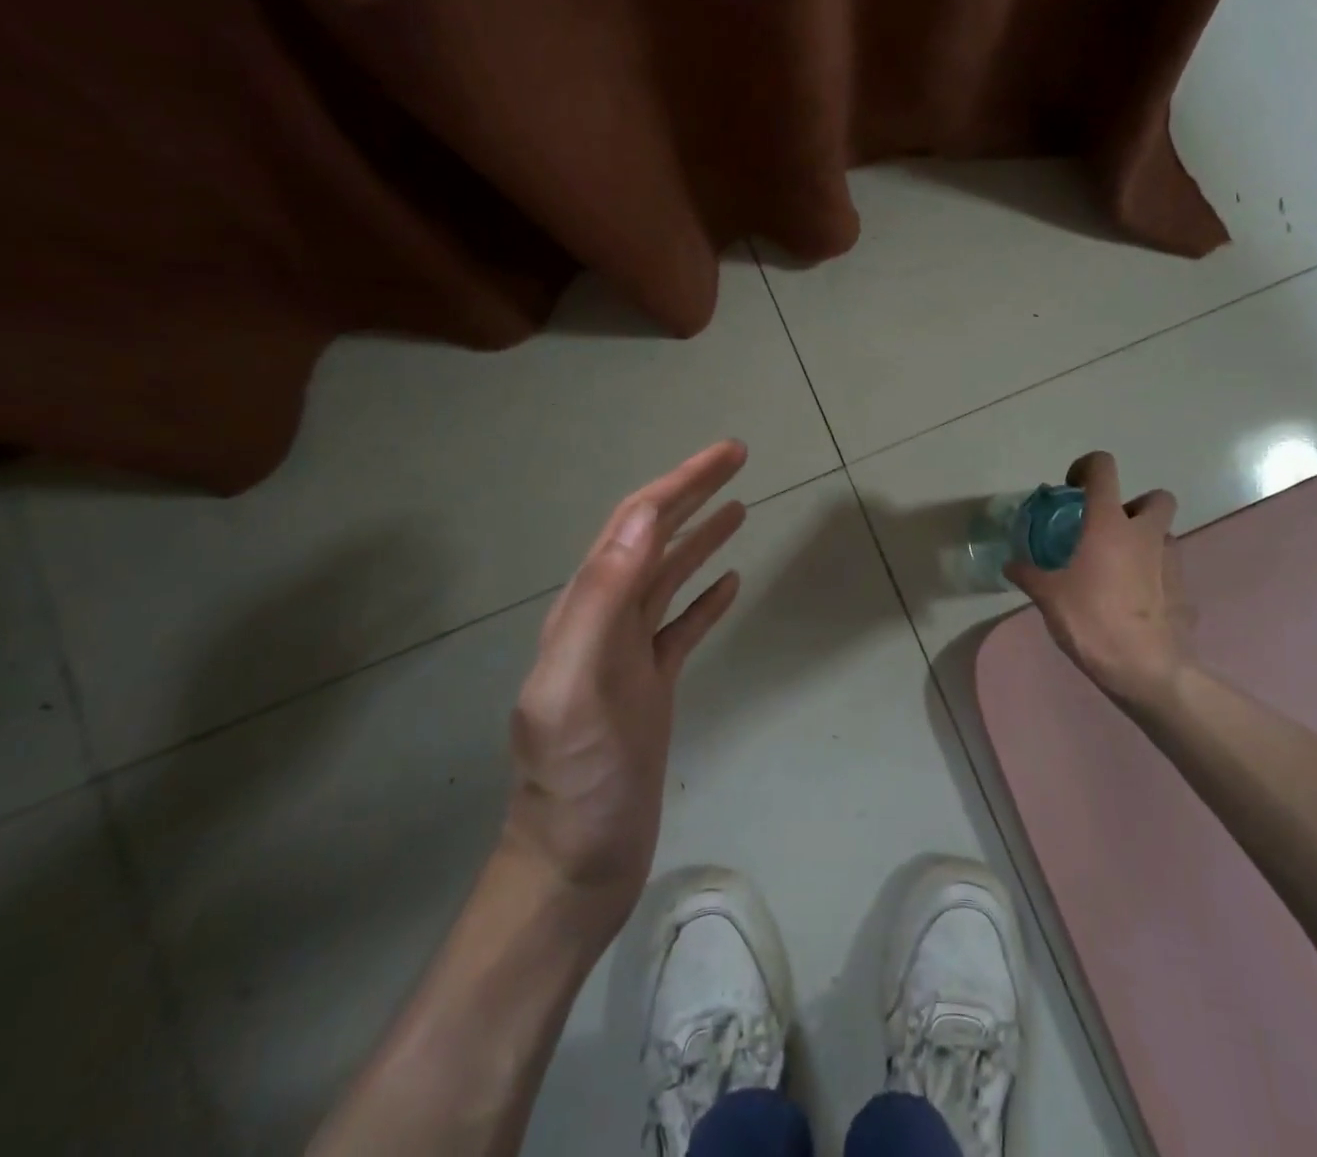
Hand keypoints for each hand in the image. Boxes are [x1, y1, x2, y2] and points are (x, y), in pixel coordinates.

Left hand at [506, 441, 748, 928]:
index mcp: (586, 610)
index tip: (726, 454)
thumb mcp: (576, 684)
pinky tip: (731, 582)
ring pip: (670, 577)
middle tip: (738, 460)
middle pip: (654, 540)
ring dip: (702, 537)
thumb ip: (601, 599)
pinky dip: (707, 597)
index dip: (680, 483)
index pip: (635, 525)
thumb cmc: (577, 778)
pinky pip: (683, 625)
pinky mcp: (652, 684)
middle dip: (693, 494)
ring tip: (740, 508)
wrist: (577, 861)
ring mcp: (630, 653)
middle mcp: (606, 620)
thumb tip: (644, 520)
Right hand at [1005, 451, 1193, 709]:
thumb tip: (1010, 565)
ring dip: (1144, 541)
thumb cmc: (1092, 620)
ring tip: (1117, 569)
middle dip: (1134, 505)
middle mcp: (1145, 533)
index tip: (1072, 488)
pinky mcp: (1183, 590)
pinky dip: (1153, 574)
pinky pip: (1168, 570)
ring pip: (1164, 535)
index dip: (1087, 467)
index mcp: (1109, 524)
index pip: (1103, 468)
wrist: (1146, 669)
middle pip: (1155, 497)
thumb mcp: (1048, 597)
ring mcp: (1171, 561)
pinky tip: (1132, 600)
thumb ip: (1028, 574)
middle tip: (1107, 530)